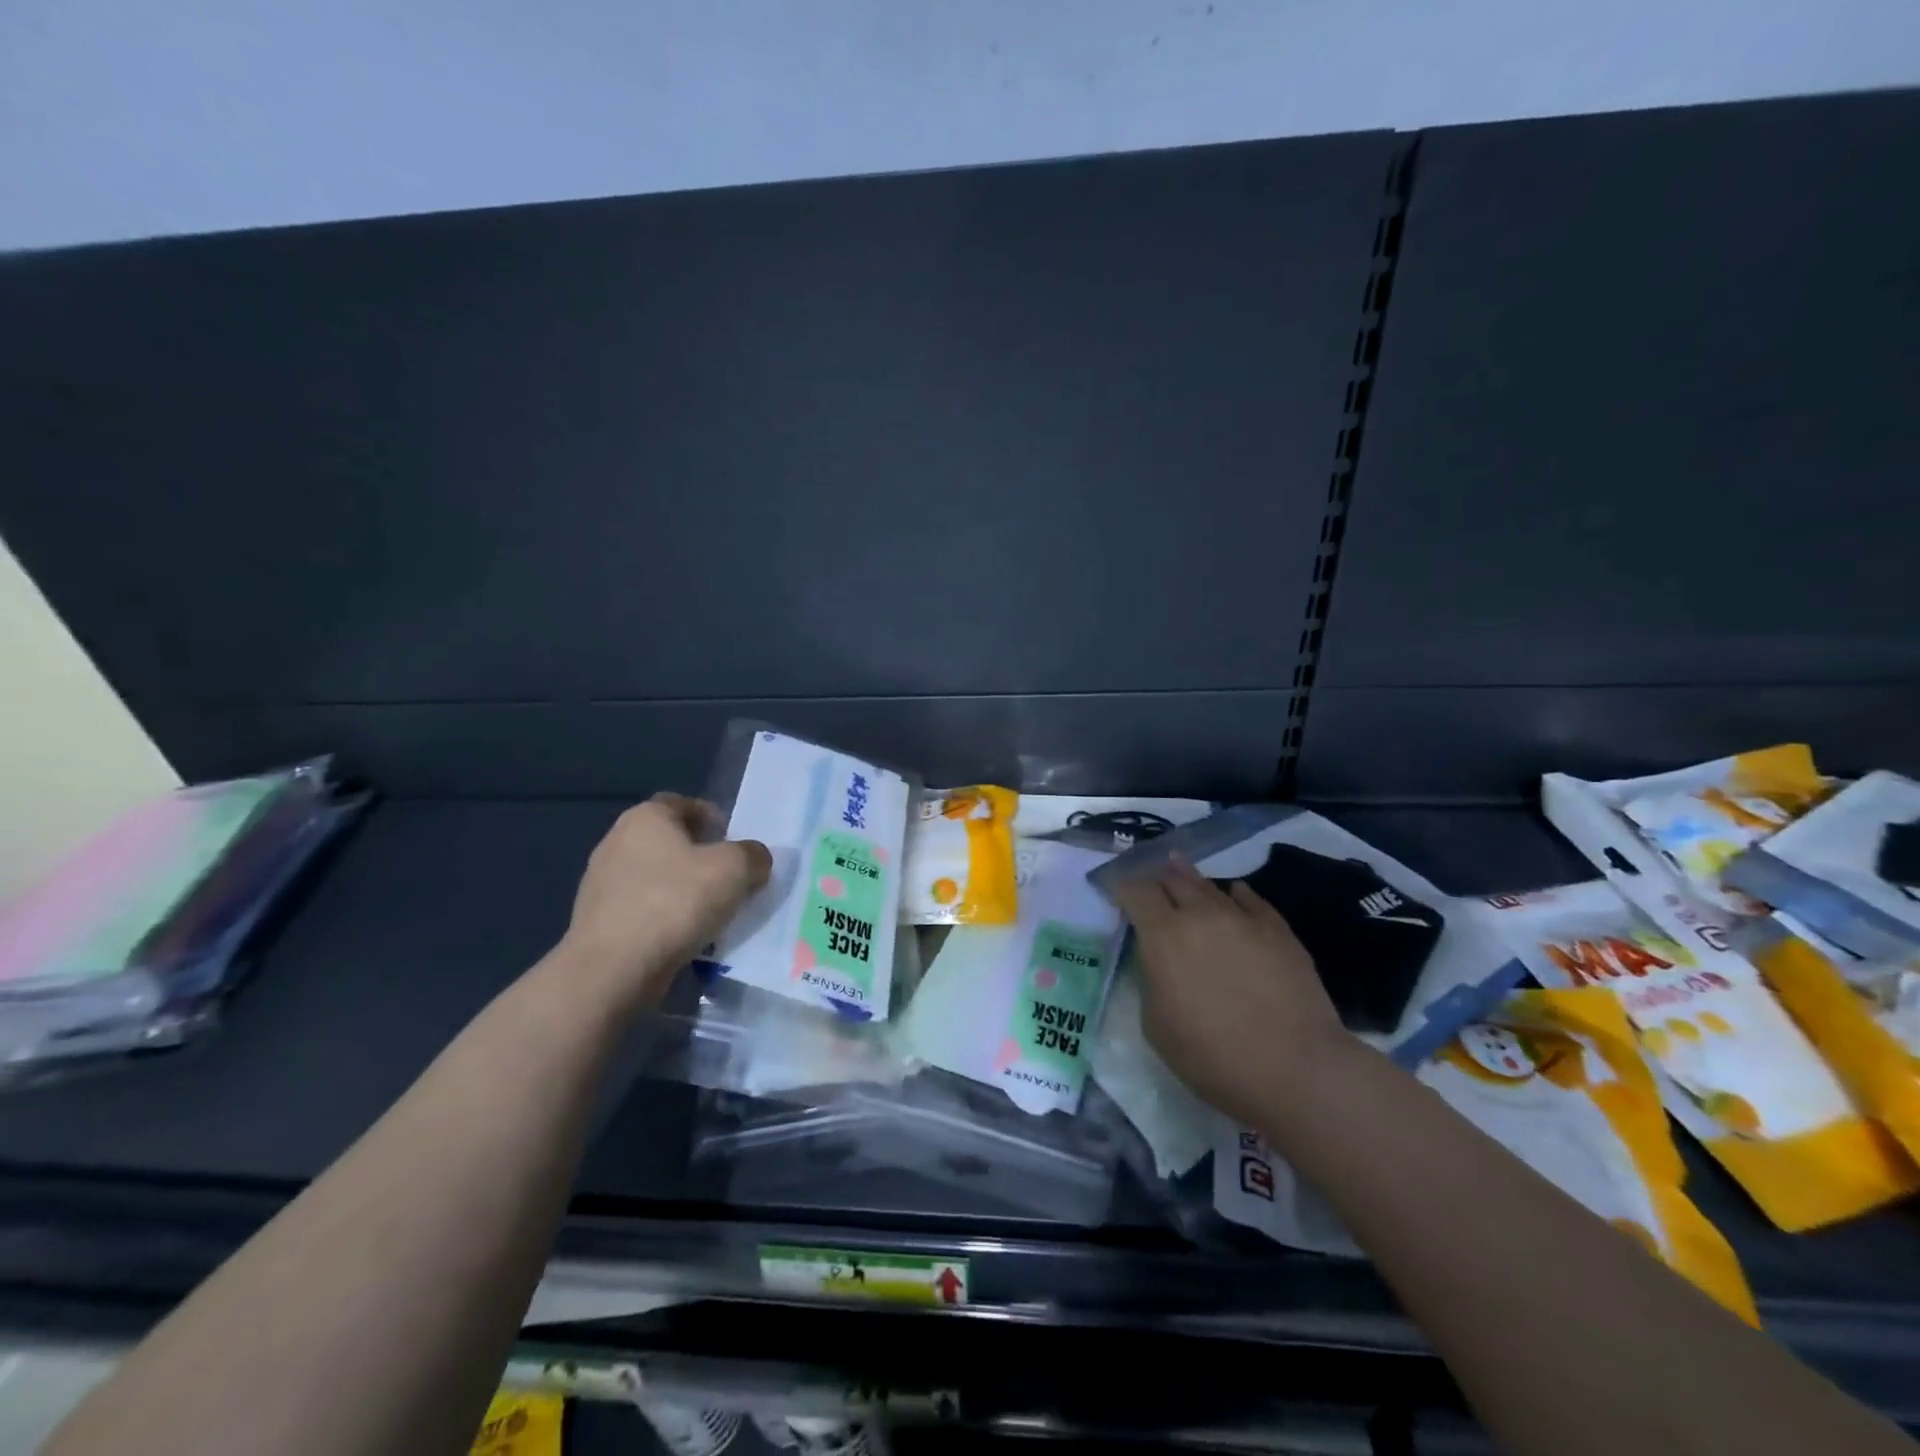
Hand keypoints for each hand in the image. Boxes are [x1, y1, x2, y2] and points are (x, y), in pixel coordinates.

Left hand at [559, 793, 770, 1005]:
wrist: (613, 969)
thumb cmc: (675, 902)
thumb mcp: (735, 869)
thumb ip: (753, 855)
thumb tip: (754, 859)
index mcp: (645, 817)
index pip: (683, 804)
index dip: (712, 818)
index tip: (734, 842)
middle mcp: (616, 841)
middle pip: (669, 840)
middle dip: (700, 856)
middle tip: (729, 877)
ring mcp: (601, 882)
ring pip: (656, 876)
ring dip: (683, 888)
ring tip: (711, 911)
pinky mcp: (597, 919)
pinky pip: (642, 908)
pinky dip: (664, 916)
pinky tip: (684, 935)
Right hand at [1111, 857, 1348, 1125]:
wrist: (1295, 1068)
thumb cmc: (1212, 1057)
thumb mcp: (1156, 1025)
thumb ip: (1151, 981)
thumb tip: (1159, 962)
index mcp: (1163, 935)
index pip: (1135, 892)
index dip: (1122, 886)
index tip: (1115, 888)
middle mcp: (1200, 915)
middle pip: (1172, 879)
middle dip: (1156, 878)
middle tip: (1150, 880)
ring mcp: (1242, 918)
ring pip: (1209, 886)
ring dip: (1190, 879)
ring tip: (1181, 870)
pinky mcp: (1278, 929)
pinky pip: (1249, 898)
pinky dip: (1233, 893)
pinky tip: (1233, 893)